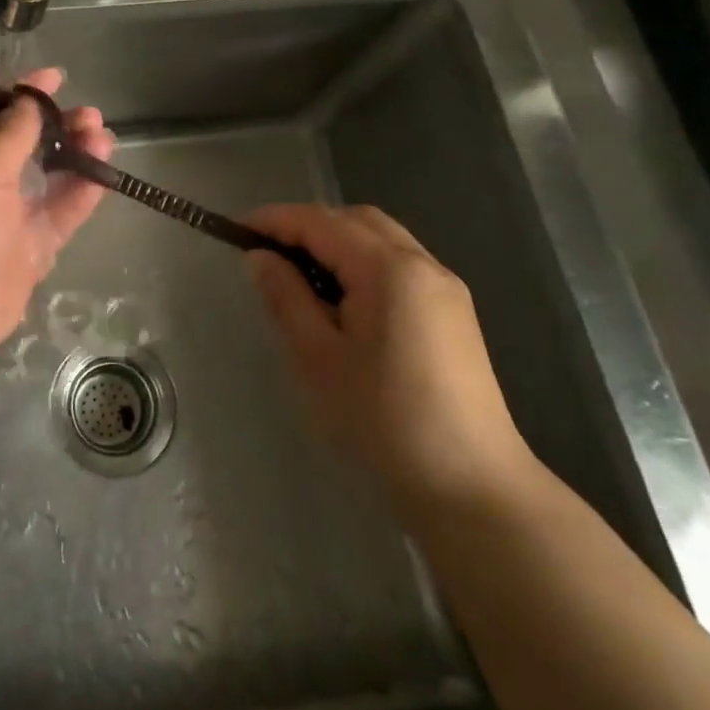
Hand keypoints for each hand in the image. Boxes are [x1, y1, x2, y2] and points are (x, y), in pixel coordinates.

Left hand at [0, 68, 111, 367]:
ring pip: (46, 175)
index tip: (56, 77)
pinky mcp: (28, 248)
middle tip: (89, 115)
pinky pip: (59, 212)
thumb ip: (8, 134)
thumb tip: (28, 102)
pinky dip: (81, 193)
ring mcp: (5, 215)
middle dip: (55, 124)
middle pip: (22, 141)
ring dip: (74, 153)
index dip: (20, 92)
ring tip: (103, 137)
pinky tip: (104, 173)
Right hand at [245, 204, 536, 512]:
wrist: (473, 490)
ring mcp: (445, 289)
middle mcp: (423, 265)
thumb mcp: (318, 359)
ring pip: (381, 239)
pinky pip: (400, 265)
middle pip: (356, 220)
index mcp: (389, 270)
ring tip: (299, 276)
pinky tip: (342, 301)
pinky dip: (362, 263)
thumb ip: (286, 298)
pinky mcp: (454, 314)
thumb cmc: (384, 422)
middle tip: (267, 253)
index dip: (275, 220)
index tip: (236, 230)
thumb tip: (260, 257)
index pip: (321, 222)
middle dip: (308, 225)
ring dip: (336, 243)